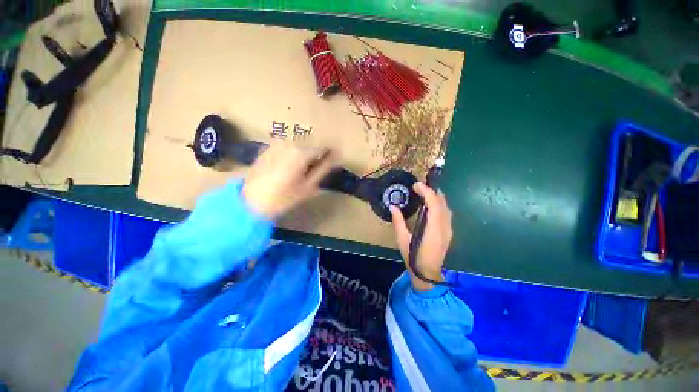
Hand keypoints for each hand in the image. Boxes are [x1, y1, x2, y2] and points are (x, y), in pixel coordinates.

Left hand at [243, 142, 336, 219]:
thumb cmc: (284, 197)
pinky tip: (289, 166)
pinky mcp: (267, 147)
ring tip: (304, 167)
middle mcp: (288, 142)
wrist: (250, 202)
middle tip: (318, 166)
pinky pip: (287, 146)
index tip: (334, 159)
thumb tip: (337, 156)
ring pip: (298, 143)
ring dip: (305, 152)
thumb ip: (324, 168)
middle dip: (317, 152)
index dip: (330, 152)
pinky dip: (292, 153)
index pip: (323, 146)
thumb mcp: (308, 186)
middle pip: (310, 143)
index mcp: (300, 152)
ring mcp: (276, 143)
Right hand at [390, 182, 452, 290]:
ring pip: (446, 208)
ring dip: (436, 197)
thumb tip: (393, 206)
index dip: (427, 192)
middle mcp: (444, 227)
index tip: (416, 185)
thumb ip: (398, 221)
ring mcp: (448, 230)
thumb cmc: (413, 257)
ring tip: (424, 193)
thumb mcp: (402, 239)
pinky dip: (439, 205)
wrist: (427, 273)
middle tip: (419, 187)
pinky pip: (446, 213)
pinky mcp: (448, 232)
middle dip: (432, 191)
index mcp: (432, 229)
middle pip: (442, 203)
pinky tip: (431, 205)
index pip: (434, 204)